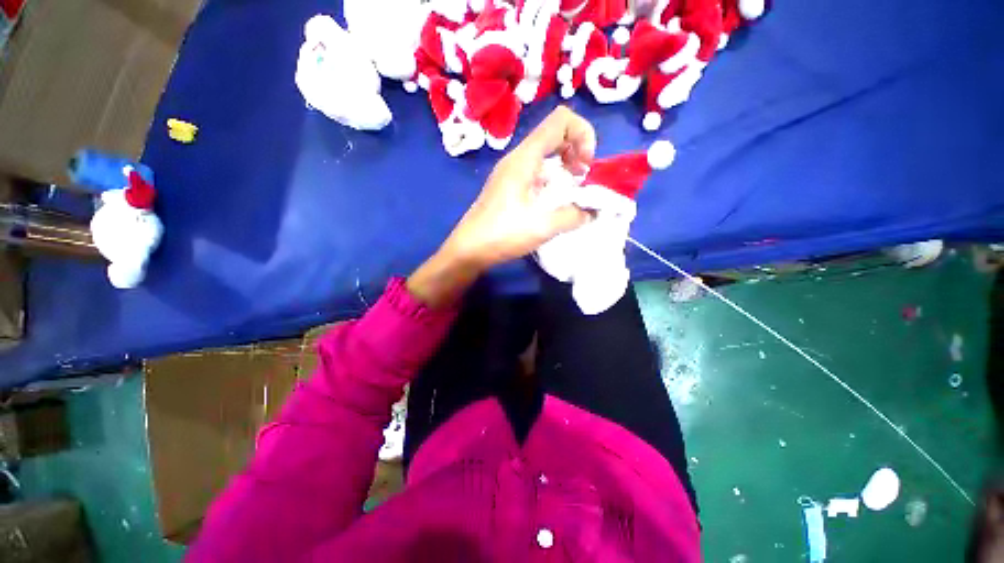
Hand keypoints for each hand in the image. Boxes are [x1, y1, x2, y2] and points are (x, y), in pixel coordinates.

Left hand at [407, 106, 596, 306]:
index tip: (586, 166)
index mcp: (524, 158)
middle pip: (554, 134)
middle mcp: (517, 158)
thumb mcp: (542, 226)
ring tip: (572, 192)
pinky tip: (554, 202)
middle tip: (581, 180)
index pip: (561, 120)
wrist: (469, 249)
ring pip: (545, 154)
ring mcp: (511, 172)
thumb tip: (592, 211)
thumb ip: (573, 215)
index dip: (583, 134)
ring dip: (565, 168)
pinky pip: (536, 172)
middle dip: (576, 151)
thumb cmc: (502, 234)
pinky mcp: (508, 187)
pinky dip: (552, 180)